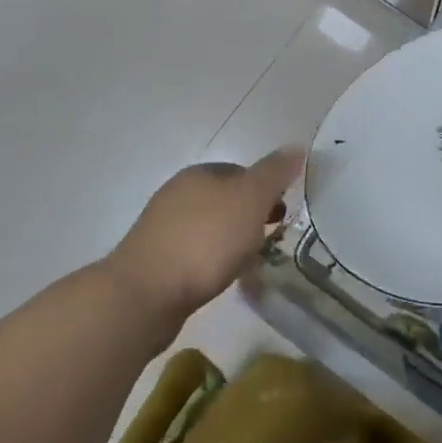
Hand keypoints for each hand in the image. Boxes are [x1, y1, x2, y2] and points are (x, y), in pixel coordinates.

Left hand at [108, 148, 303, 326]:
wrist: (144, 295)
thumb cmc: (205, 240)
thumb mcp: (251, 199)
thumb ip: (274, 173)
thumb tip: (296, 147)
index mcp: (199, 173)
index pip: (241, 171)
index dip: (265, 188)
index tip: (282, 213)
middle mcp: (177, 194)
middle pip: (224, 199)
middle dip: (249, 215)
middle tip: (271, 237)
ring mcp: (161, 228)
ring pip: (208, 226)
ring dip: (230, 238)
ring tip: (248, 261)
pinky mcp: (154, 261)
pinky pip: (193, 252)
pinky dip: (210, 260)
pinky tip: (219, 277)